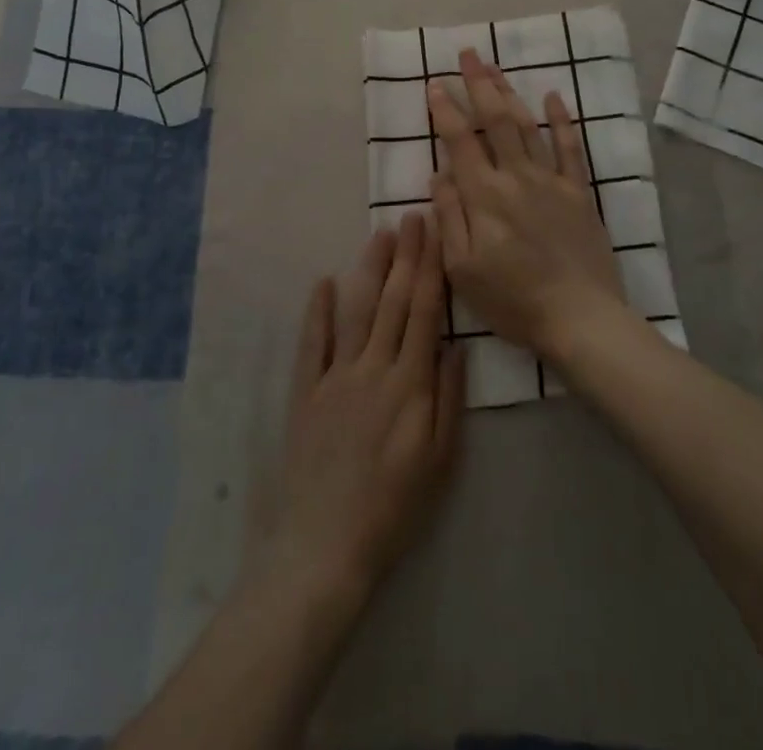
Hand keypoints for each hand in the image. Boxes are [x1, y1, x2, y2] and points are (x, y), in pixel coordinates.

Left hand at [260, 214, 464, 597]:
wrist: (326, 545)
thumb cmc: (394, 507)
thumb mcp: (440, 461)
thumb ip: (449, 399)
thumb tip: (456, 345)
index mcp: (409, 384)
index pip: (424, 313)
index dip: (431, 270)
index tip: (436, 236)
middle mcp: (372, 368)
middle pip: (393, 301)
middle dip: (406, 256)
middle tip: (412, 218)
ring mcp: (335, 376)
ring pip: (356, 311)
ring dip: (369, 270)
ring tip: (380, 236)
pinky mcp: (305, 390)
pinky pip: (312, 342)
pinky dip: (317, 310)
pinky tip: (324, 281)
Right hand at [428, 48, 624, 359]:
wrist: (580, 317)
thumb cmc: (513, 300)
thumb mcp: (462, 269)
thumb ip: (450, 217)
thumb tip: (439, 174)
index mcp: (484, 196)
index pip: (459, 141)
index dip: (444, 110)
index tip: (433, 84)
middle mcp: (517, 177)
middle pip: (495, 120)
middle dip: (478, 84)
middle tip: (467, 54)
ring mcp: (552, 181)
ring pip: (527, 126)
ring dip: (509, 93)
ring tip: (495, 68)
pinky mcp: (579, 192)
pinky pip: (571, 148)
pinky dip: (562, 120)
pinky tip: (554, 97)